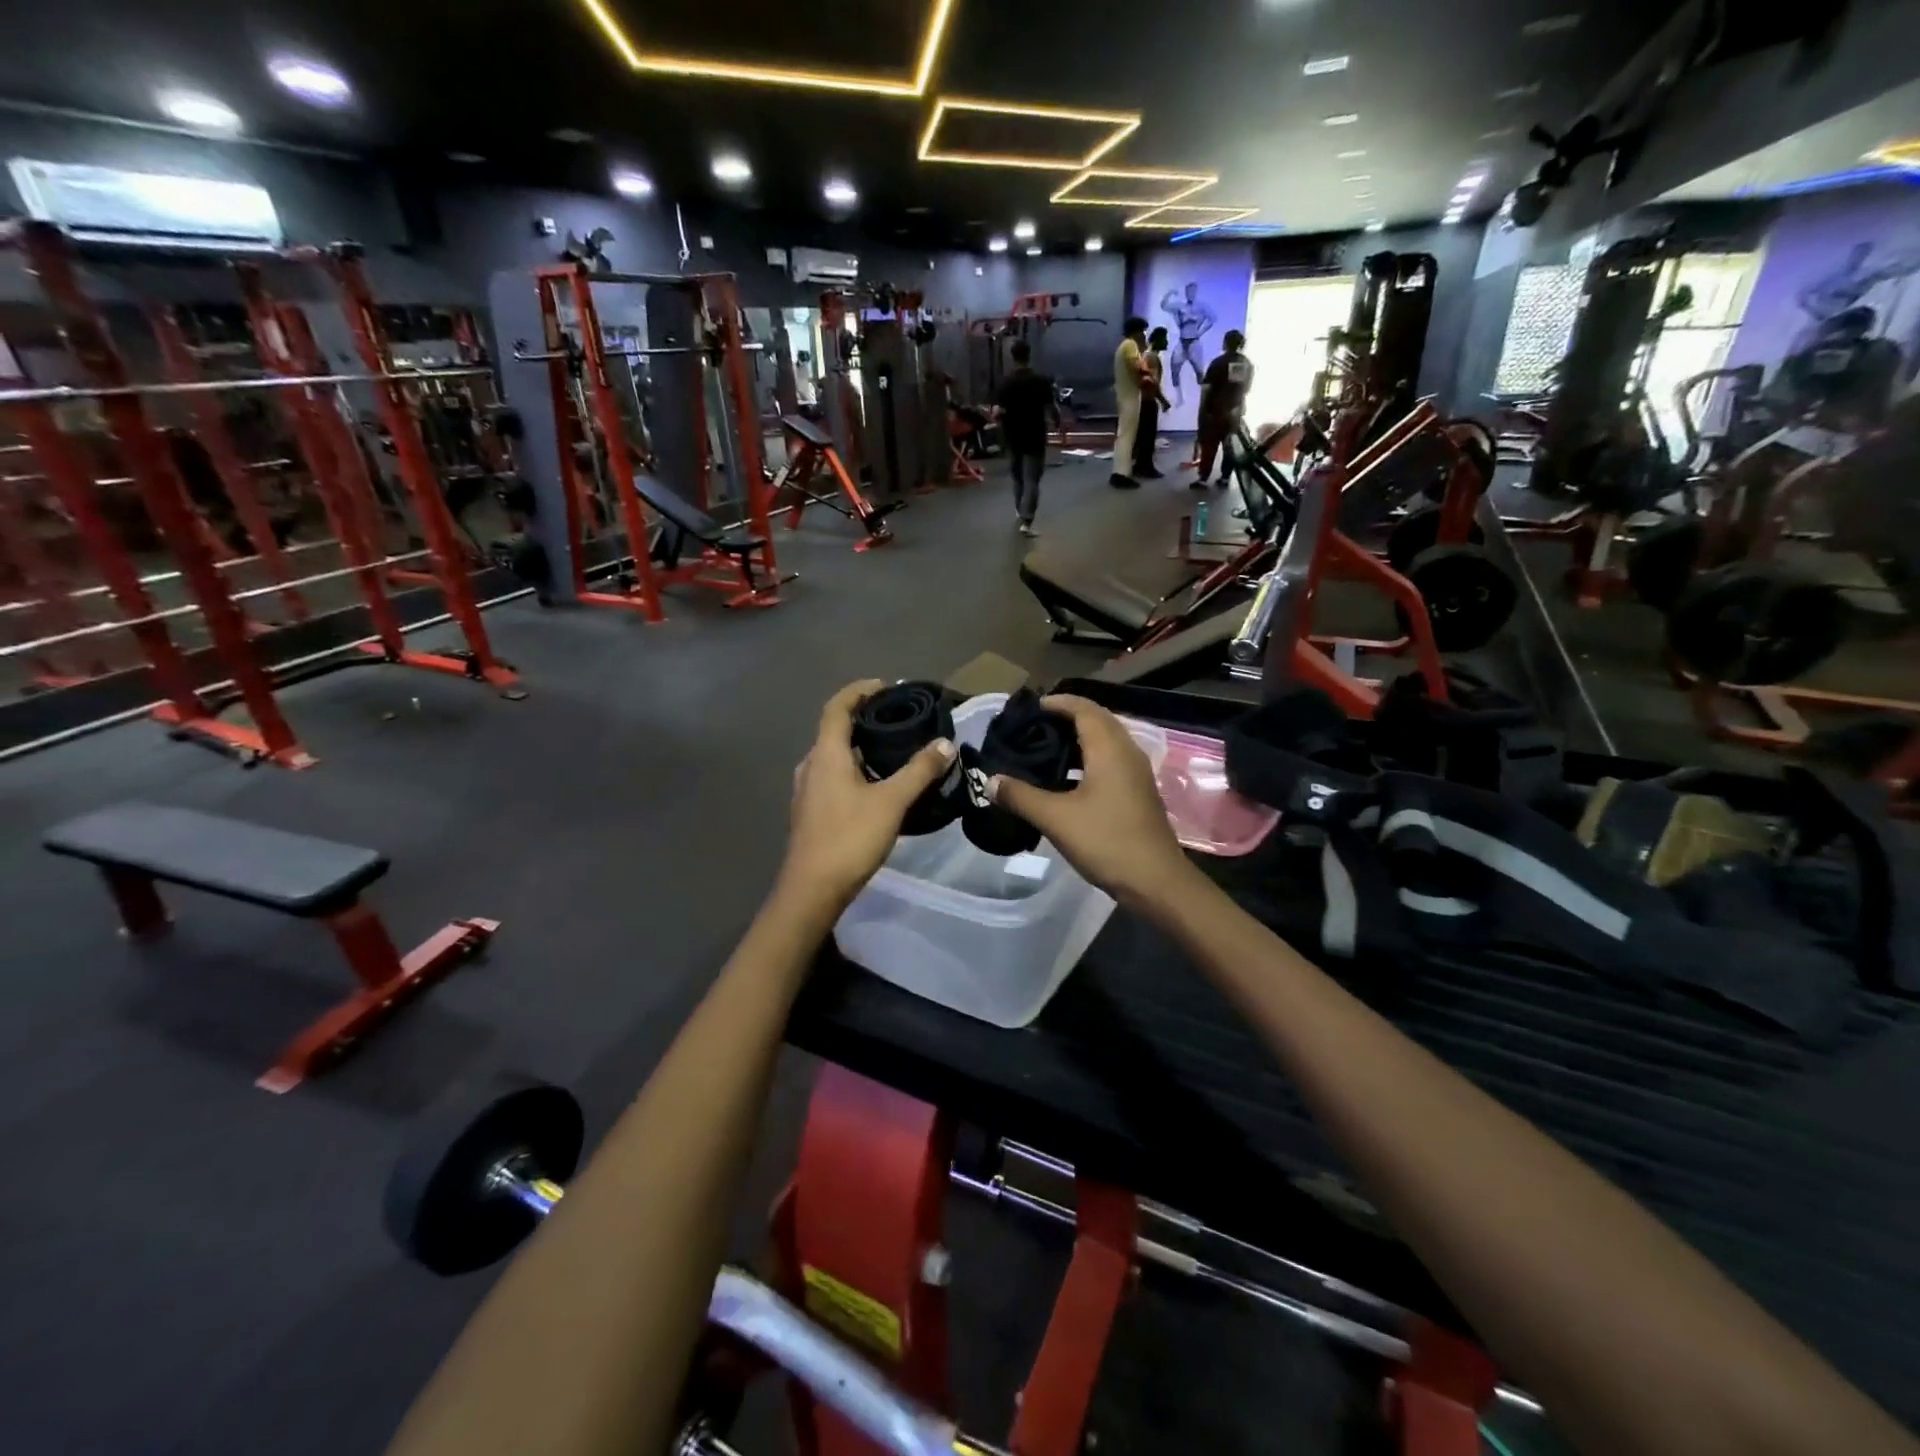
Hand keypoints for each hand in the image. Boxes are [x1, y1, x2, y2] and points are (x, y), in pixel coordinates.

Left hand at [779, 680, 956, 913]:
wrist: (812, 890)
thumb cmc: (849, 838)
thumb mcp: (892, 802)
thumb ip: (919, 771)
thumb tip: (945, 743)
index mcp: (826, 754)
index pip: (837, 707)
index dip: (859, 691)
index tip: (885, 687)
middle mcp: (811, 766)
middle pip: (834, 730)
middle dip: (864, 719)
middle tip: (897, 719)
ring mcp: (808, 790)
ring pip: (834, 757)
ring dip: (859, 747)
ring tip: (893, 750)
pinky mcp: (811, 811)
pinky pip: (833, 777)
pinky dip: (855, 770)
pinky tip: (877, 786)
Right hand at [988, 696, 1193, 909]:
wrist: (1156, 882)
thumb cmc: (1106, 841)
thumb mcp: (1056, 818)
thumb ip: (1021, 796)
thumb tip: (990, 780)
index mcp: (1110, 748)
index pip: (1083, 708)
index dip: (1056, 703)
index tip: (1028, 710)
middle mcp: (1127, 752)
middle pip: (1096, 720)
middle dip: (1064, 718)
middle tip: (1031, 729)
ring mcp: (1136, 773)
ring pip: (1104, 742)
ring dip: (1076, 740)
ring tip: (1042, 751)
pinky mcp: (1137, 792)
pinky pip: (1109, 761)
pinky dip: (1086, 760)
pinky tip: (1063, 781)